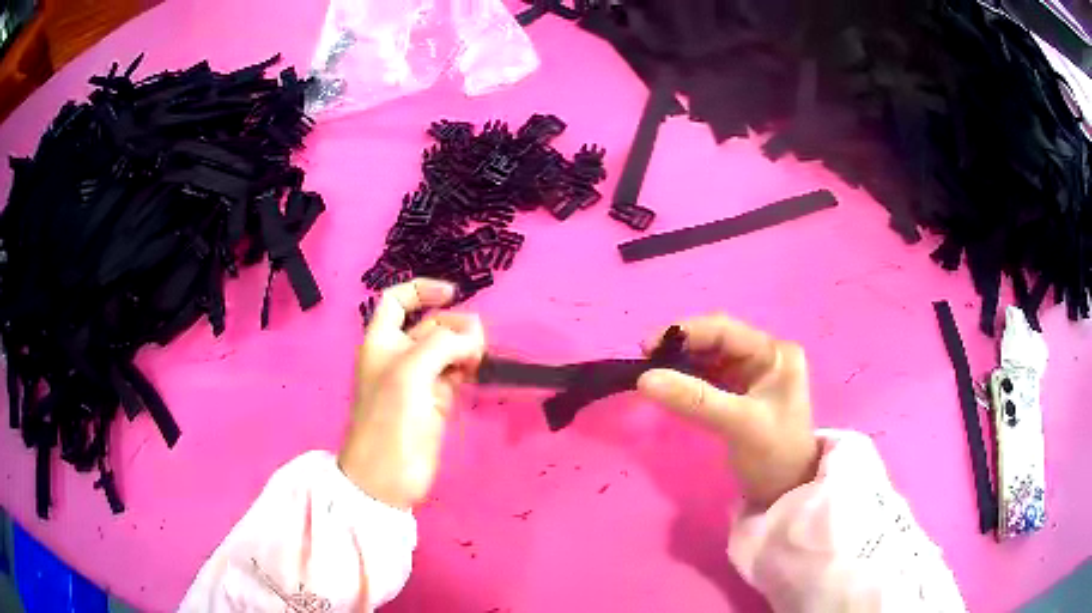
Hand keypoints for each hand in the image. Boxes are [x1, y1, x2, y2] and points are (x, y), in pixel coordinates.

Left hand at [338, 278, 485, 509]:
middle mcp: (400, 355)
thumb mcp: (410, 371)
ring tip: (479, 357)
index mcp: (382, 341)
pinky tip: (479, 368)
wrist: (387, 475)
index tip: (454, 294)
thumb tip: (474, 336)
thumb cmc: (389, 418)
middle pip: (431, 324)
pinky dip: (468, 366)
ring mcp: (420, 379)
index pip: (397, 301)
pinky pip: (456, 372)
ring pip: (447, 349)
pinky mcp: (437, 401)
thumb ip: (443, 343)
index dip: (422, 290)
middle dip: (454, 325)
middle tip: (476, 342)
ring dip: (465, 346)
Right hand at [637, 314, 819, 507]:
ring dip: (681, 364)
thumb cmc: (774, 454)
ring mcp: (750, 375)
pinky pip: (707, 378)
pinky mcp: (738, 393)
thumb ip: (695, 400)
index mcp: (774, 353)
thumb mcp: (739, 424)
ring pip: (708, 359)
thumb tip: (644, 378)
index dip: (685, 332)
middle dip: (681, 347)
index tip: (647, 346)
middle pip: (715, 340)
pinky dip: (686, 380)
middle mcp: (763, 356)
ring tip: (652, 373)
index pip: (725, 330)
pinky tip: (669, 387)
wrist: (786, 492)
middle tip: (646, 361)